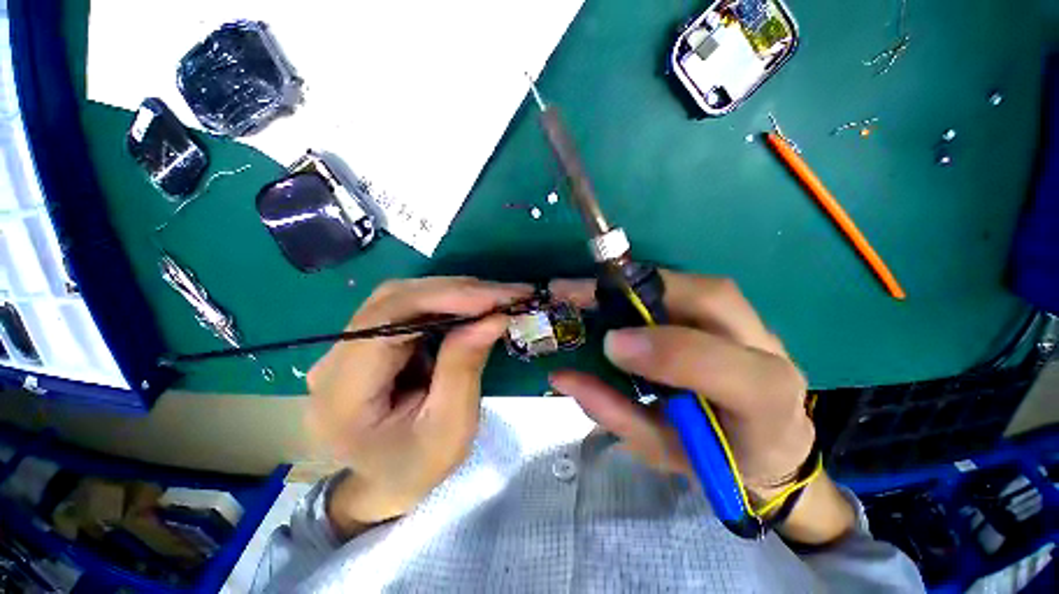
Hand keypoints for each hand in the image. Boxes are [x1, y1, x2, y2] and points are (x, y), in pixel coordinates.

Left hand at [306, 277, 531, 535]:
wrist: (388, 482)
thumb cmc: (419, 467)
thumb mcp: (450, 428)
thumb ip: (464, 368)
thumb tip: (493, 317)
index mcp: (342, 394)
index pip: (386, 321)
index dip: (443, 299)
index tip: (494, 298)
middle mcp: (334, 360)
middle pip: (394, 300)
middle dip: (456, 291)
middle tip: (506, 294)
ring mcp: (347, 346)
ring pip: (402, 296)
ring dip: (454, 292)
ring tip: (495, 297)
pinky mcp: (368, 341)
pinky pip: (408, 307)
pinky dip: (446, 301)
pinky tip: (474, 305)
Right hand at [549, 271, 853, 542]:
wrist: (773, 445)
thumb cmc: (716, 456)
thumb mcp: (663, 450)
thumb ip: (615, 414)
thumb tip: (563, 376)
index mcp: (764, 397)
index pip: (718, 363)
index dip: (663, 350)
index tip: (609, 344)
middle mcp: (766, 345)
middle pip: (705, 296)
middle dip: (632, 290)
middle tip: (572, 294)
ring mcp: (752, 321)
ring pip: (690, 283)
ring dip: (630, 284)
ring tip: (581, 292)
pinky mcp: (735, 311)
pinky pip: (682, 287)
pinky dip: (639, 288)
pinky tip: (608, 297)